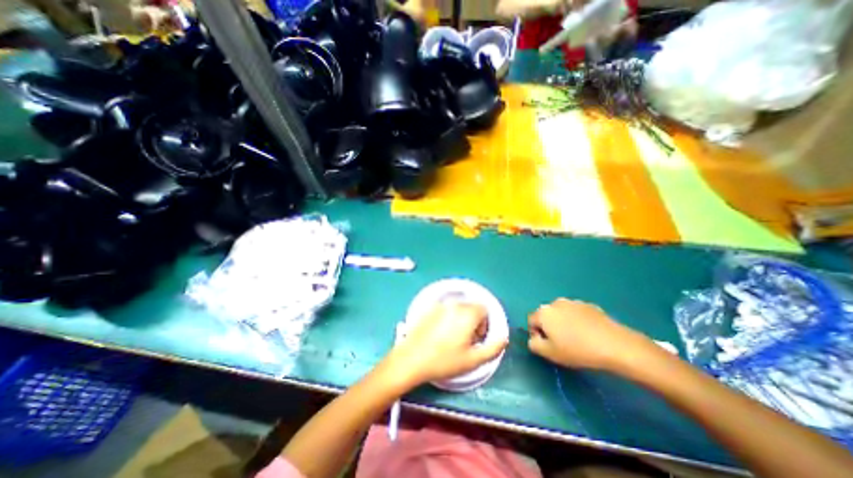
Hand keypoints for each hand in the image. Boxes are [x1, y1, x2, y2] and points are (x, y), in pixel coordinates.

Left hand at [385, 304, 504, 390]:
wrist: (411, 359)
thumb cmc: (444, 361)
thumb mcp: (473, 360)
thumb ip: (493, 348)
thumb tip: (503, 338)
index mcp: (467, 313)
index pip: (484, 309)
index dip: (484, 324)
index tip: (476, 338)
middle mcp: (454, 304)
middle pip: (471, 307)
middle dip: (473, 321)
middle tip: (466, 340)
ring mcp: (439, 305)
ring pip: (458, 307)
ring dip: (461, 318)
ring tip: (452, 338)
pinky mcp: (428, 308)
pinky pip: (445, 309)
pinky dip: (448, 317)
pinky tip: (439, 333)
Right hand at [528, 298, 655, 372]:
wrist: (614, 345)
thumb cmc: (577, 350)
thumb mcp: (549, 353)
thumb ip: (533, 344)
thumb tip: (534, 338)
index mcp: (543, 312)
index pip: (531, 321)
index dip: (537, 334)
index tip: (549, 346)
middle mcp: (555, 303)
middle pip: (546, 315)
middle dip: (550, 327)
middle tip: (562, 343)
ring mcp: (573, 302)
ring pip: (562, 314)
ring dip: (564, 323)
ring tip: (577, 339)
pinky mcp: (589, 305)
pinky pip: (577, 313)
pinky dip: (578, 321)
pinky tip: (589, 334)